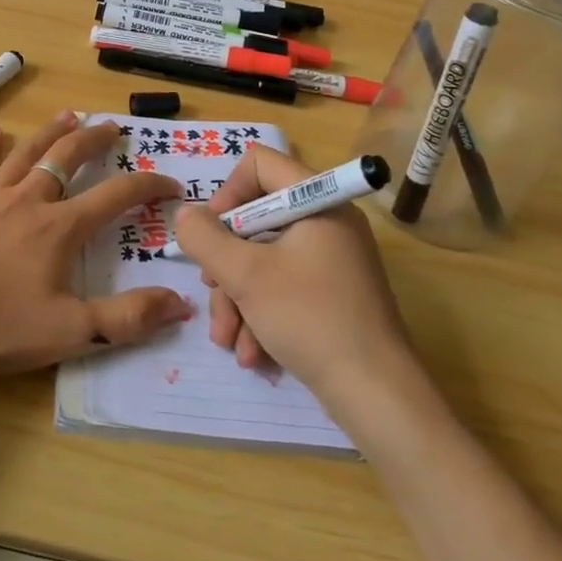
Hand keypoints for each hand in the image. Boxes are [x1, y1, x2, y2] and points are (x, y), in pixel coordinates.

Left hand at [0, 111, 192, 374]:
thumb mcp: (72, 331)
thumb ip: (128, 318)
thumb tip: (182, 303)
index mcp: (61, 228)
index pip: (115, 195)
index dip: (148, 185)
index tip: (170, 183)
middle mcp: (29, 201)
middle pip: (68, 158)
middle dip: (94, 140)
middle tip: (112, 127)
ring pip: (26, 154)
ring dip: (50, 133)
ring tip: (68, 115)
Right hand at [174, 144, 412, 400]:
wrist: (376, 396)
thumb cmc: (310, 318)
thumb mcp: (245, 275)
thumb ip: (205, 238)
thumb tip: (185, 216)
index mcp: (318, 202)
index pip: (260, 164)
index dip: (228, 193)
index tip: (212, 233)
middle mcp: (326, 223)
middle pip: (256, 219)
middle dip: (226, 262)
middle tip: (212, 289)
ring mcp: (331, 261)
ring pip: (264, 260)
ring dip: (237, 298)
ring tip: (227, 340)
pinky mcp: (331, 295)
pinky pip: (283, 287)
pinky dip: (261, 314)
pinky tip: (251, 352)